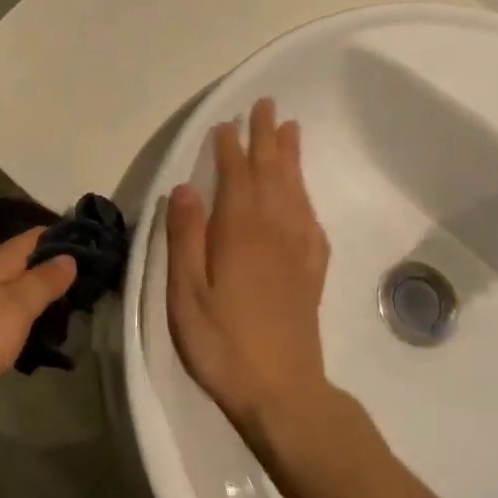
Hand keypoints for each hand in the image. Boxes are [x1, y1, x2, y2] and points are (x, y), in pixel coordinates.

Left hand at [0, 229, 75, 453]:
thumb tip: (68, 255)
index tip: (97, 247)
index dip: (65, 237)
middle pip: (24, 263)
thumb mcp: (15, 309)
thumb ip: (44, 282)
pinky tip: (33, 338)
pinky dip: (20, 321)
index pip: (36, 236)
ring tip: (71, 316)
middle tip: (91, 289)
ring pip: (12, 290)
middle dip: (55, 271)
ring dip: (38, 299)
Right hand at [166, 98, 331, 436]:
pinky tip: (304, 197)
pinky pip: (312, 223)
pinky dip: (307, 200)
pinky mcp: (311, 274)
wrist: (282, 392)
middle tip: (267, 105)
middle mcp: (275, 231)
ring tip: (291, 130)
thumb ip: (186, 237)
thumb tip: (186, 187)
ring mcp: (298, 252)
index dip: (231, 147)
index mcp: (240, 232)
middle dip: (267, 137)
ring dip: (291, 159)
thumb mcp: (186, 293)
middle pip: (272, 173)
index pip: (236, 176)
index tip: (226, 122)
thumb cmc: (222, 342)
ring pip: (295, 191)